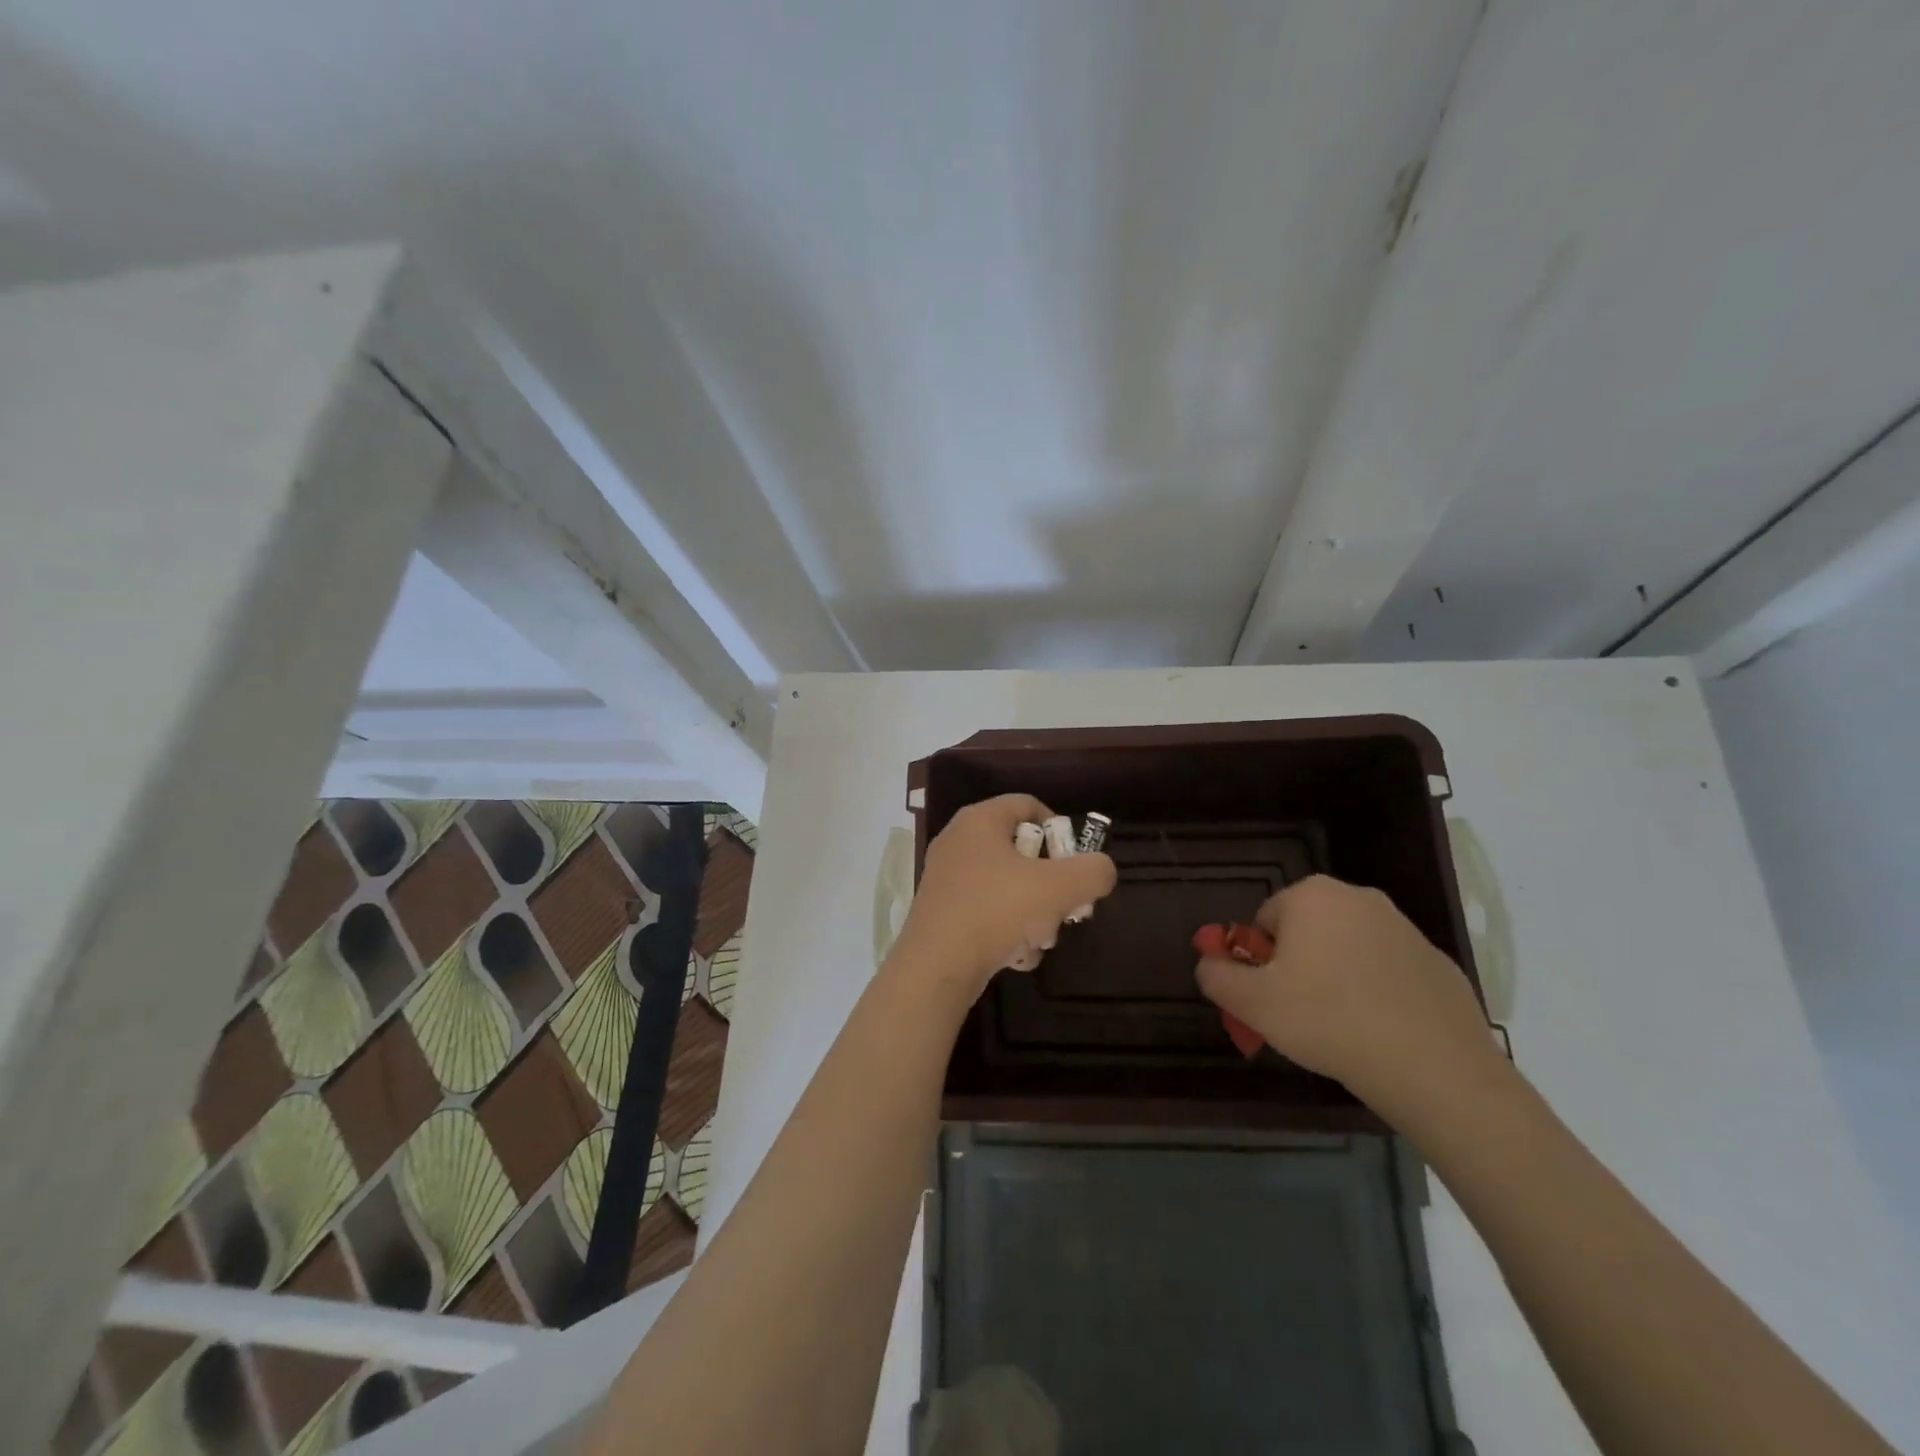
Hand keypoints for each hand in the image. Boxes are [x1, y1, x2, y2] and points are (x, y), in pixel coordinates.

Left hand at [894, 794, 1115, 992]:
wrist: (936, 966)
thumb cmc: (997, 911)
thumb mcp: (1059, 887)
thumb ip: (1092, 872)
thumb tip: (1101, 870)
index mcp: (980, 820)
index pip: (1029, 805)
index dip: (1059, 829)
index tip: (1075, 861)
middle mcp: (959, 841)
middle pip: (1021, 851)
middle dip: (1050, 883)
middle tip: (1066, 908)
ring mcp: (947, 877)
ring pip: (1007, 887)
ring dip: (1033, 914)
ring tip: (1041, 940)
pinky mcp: (942, 911)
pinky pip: (987, 912)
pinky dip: (1007, 931)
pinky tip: (1016, 956)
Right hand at [1193, 874, 1496, 1115]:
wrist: (1432, 1066)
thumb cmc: (1328, 1020)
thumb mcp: (1251, 1003)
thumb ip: (1216, 976)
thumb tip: (1208, 963)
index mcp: (1312, 896)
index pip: (1264, 921)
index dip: (1260, 961)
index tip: (1271, 997)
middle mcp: (1359, 897)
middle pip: (1307, 931)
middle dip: (1298, 966)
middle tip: (1300, 1013)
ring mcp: (1405, 928)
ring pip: (1349, 949)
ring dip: (1337, 977)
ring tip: (1341, 1027)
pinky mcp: (1438, 962)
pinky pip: (1389, 972)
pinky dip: (1378, 993)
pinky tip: (1380, 1032)